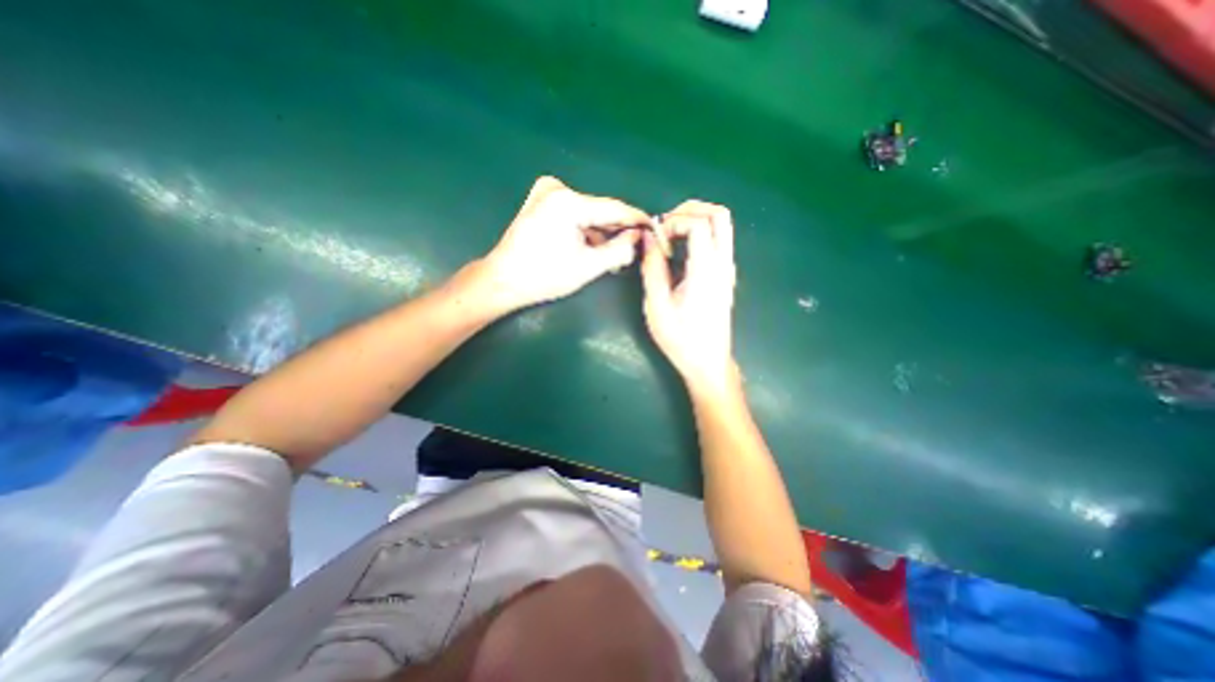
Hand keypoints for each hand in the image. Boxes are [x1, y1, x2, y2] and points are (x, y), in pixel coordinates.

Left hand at [483, 175, 653, 311]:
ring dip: (601, 233)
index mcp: (568, 202)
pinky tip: (593, 248)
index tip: (655, 227)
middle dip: (617, 231)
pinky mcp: (540, 202)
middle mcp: (557, 189)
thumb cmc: (544, 276)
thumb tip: (638, 238)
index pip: (614, 208)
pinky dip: (585, 230)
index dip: (637, 220)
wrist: (503, 280)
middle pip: (600, 211)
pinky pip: (574, 214)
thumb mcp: (588, 267)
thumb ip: (619, 250)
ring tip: (613, 257)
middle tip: (634, 250)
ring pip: (588, 214)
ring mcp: (546, 193)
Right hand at [641, 200, 736, 391]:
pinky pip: (719, 240)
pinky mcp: (726, 275)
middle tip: (666, 224)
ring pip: (723, 225)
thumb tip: (648, 238)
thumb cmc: (681, 339)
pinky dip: (701, 233)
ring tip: (671, 236)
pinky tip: (681, 252)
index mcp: (706, 270)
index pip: (699, 224)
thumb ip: (652, 269)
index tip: (657, 239)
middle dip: (690, 210)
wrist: (708, 362)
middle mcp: (723, 264)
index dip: (674, 221)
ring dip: (697, 219)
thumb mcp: (658, 306)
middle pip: (719, 215)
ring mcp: (728, 269)